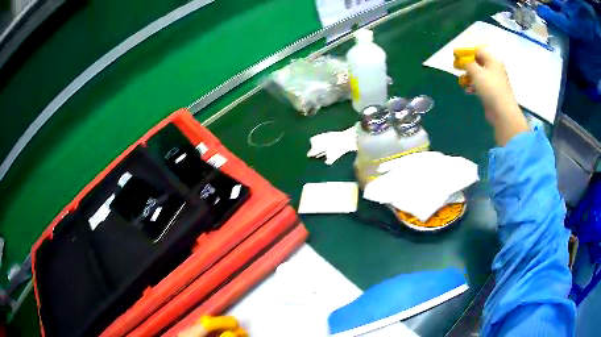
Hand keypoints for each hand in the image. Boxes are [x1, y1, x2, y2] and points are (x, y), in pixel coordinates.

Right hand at [465, 49, 528, 145]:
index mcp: (492, 61)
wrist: (502, 112)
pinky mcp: (492, 92)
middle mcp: (494, 69)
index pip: (478, 50)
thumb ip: (467, 63)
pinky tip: (468, 91)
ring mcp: (494, 81)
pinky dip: (473, 86)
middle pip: (478, 62)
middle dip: (466, 65)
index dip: (466, 52)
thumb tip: (462, 59)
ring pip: (478, 74)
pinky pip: (480, 85)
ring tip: (461, 81)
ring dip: (468, 76)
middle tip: (456, 68)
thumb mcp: (476, 72)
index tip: (456, 56)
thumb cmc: (490, 88)